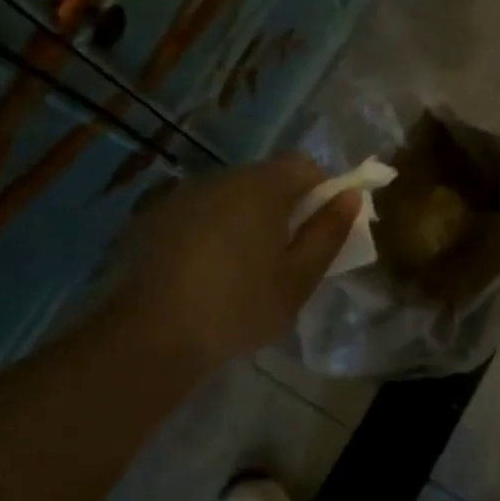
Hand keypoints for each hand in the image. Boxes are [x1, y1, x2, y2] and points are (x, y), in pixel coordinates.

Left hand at [107, 155, 359, 378]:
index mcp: (262, 187)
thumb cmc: (238, 307)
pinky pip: (201, 211)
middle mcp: (223, 177)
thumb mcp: (298, 279)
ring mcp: (185, 194)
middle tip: (286, 254)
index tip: (320, 228)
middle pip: (267, 178)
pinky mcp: (156, 216)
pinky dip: (213, 229)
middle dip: (284, 206)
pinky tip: (205, 270)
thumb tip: (349, 196)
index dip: (322, 190)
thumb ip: (328, 233)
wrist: (150, 335)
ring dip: (246, 217)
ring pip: (232, 195)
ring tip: (243, 267)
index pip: (305, 165)